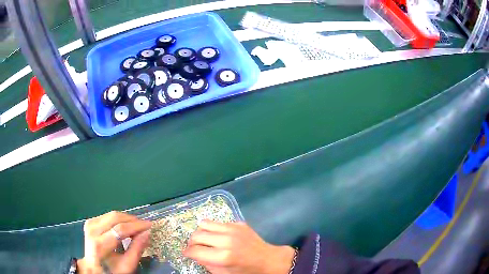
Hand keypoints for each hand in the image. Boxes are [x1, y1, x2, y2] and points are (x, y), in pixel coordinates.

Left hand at [77, 211, 151, 273]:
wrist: (93, 267)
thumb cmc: (111, 270)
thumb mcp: (127, 265)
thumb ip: (137, 249)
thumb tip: (147, 233)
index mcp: (100, 244)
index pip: (120, 229)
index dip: (136, 226)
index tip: (150, 225)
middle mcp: (92, 230)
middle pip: (115, 217)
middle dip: (132, 220)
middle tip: (144, 226)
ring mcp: (90, 224)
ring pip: (112, 214)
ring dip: (126, 219)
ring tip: (137, 227)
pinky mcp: (90, 221)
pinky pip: (108, 216)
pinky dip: (119, 220)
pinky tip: (125, 226)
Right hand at [184, 220, 294, 273]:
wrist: (268, 260)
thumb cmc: (247, 271)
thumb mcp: (225, 273)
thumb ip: (207, 264)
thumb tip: (196, 255)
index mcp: (224, 256)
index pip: (195, 250)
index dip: (187, 252)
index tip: (187, 254)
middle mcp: (227, 240)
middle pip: (197, 235)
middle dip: (192, 243)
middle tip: (195, 248)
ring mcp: (233, 229)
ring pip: (204, 224)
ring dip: (201, 232)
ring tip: (205, 240)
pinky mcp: (239, 223)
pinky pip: (218, 223)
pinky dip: (214, 230)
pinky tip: (220, 237)